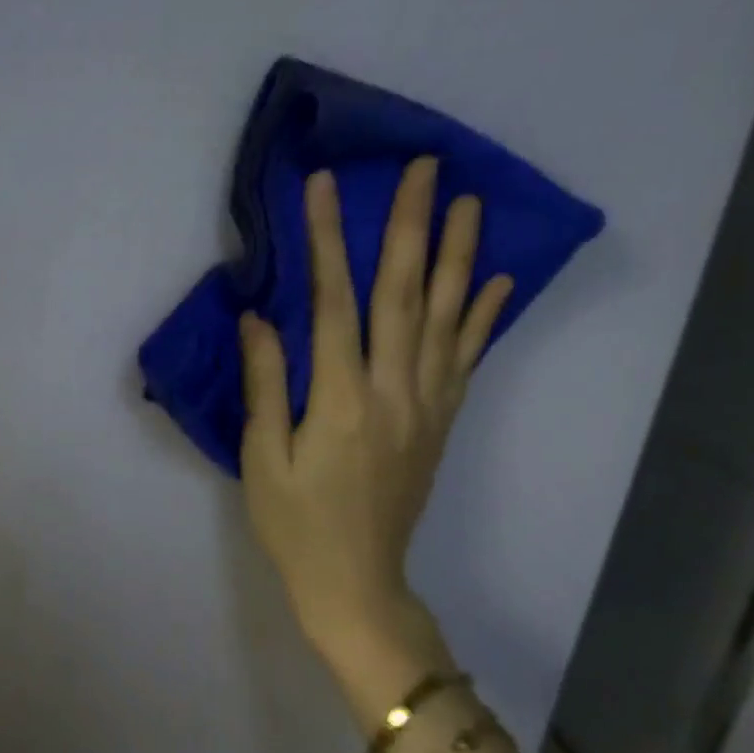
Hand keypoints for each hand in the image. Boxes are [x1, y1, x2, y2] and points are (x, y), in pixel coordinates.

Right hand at [238, 159, 511, 678]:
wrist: (355, 583)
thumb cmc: (295, 523)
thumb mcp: (263, 458)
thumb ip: (266, 384)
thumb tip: (258, 317)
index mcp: (342, 400)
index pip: (336, 303)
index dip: (327, 240)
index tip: (324, 186)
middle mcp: (395, 392)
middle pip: (405, 296)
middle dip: (411, 226)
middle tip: (424, 169)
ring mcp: (427, 405)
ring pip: (446, 318)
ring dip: (457, 256)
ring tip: (469, 202)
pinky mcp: (441, 421)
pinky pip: (467, 359)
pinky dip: (483, 316)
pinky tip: (496, 280)